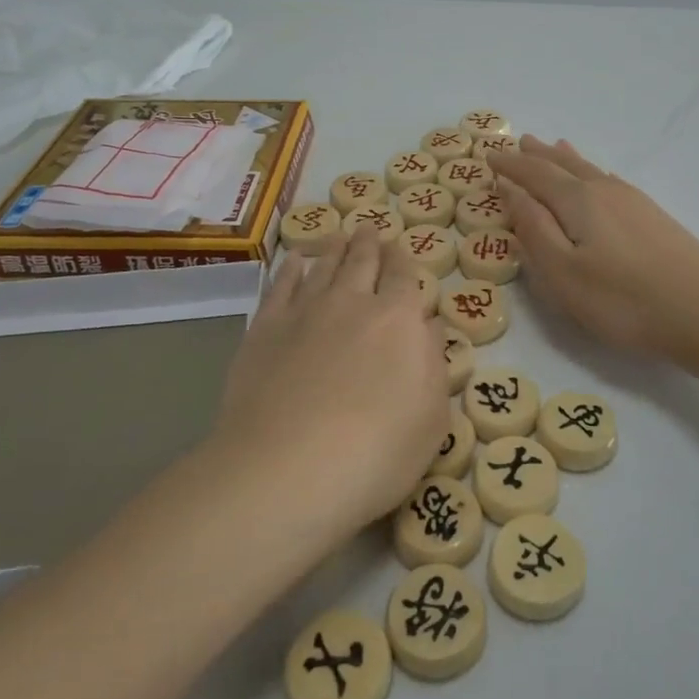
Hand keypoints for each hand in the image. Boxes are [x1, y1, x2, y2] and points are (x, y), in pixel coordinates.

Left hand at [213, 227, 445, 536]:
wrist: (287, 470)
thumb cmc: (377, 452)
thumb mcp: (432, 416)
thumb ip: (433, 362)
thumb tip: (428, 325)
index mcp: (399, 319)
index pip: (404, 275)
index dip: (403, 259)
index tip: (400, 248)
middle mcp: (352, 302)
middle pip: (363, 260)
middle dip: (370, 243)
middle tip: (369, 228)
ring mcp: (304, 311)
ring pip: (323, 265)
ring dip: (334, 247)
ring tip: (339, 235)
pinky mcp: (265, 329)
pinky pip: (281, 285)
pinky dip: (291, 268)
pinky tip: (295, 260)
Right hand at [490, 137, 698, 360]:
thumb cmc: (622, 299)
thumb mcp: (562, 272)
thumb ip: (533, 229)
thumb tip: (511, 190)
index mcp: (577, 201)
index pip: (535, 174)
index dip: (510, 165)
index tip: (489, 156)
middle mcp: (605, 190)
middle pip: (564, 165)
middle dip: (538, 155)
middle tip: (520, 142)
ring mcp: (634, 201)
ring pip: (590, 170)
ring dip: (566, 159)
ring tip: (555, 145)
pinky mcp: (654, 217)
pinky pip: (610, 181)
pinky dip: (592, 173)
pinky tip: (600, 178)